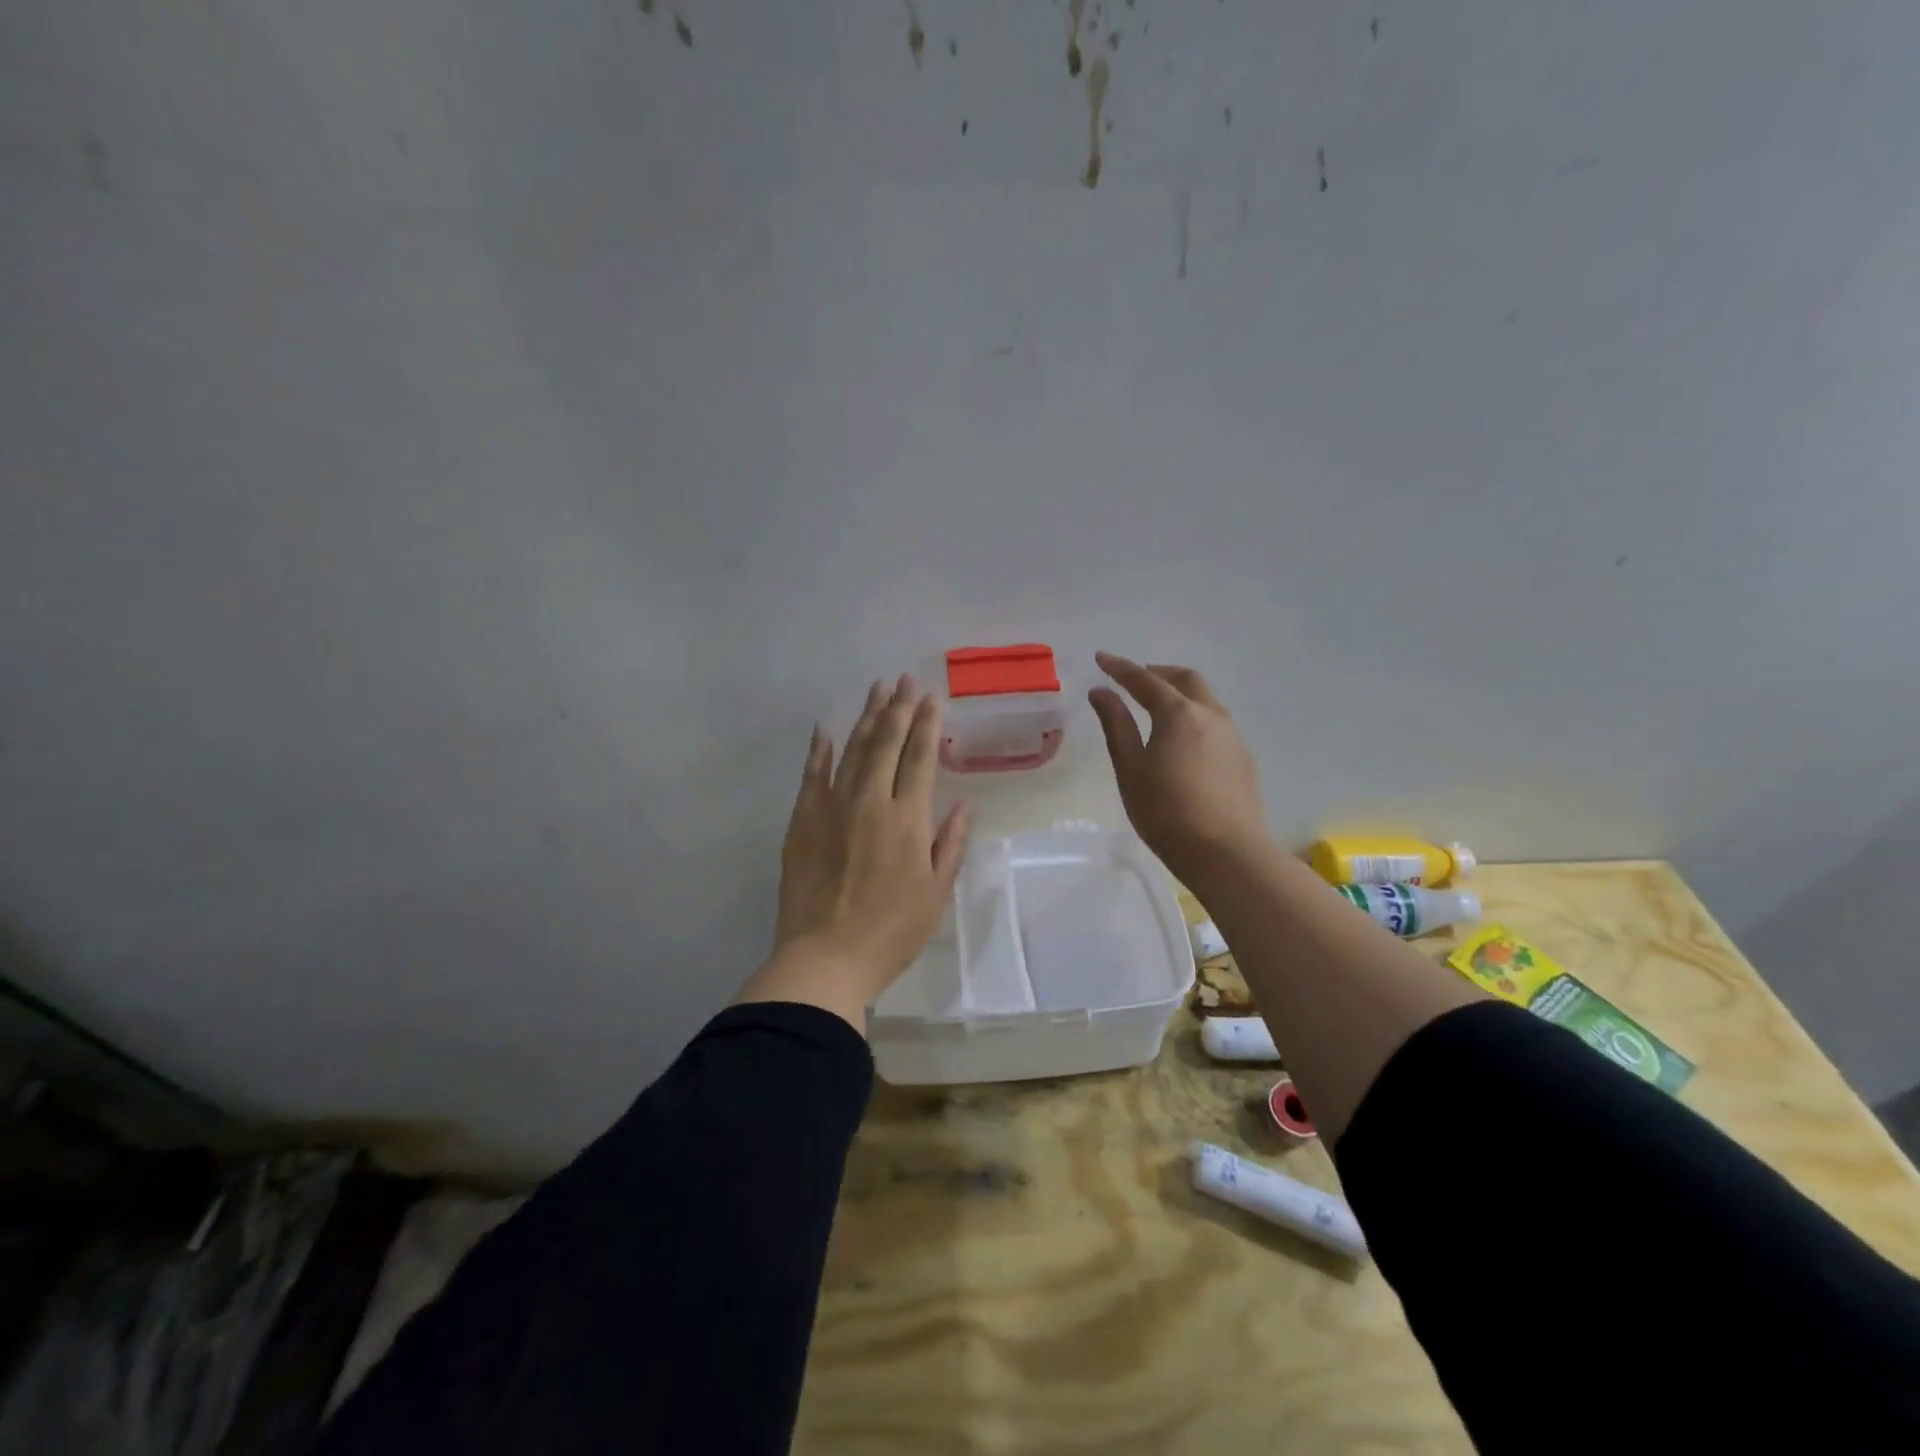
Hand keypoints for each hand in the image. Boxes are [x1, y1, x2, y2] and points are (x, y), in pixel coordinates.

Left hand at [742, 676, 970, 1028]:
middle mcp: (870, 801)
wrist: (824, 958)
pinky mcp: (802, 821)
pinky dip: (819, 750)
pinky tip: (826, 729)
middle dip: (898, 708)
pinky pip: (812, 775)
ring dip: (866, 718)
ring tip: (877, 691)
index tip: (932, 698)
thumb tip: (962, 805)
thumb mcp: (935, 893)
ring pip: (852, 750)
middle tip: (904, 680)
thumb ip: (949, 845)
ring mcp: (831, 807)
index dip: (927, 724)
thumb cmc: (890, 932)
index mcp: (907, 819)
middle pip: (886, 743)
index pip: (920, 757)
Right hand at [1088, 652, 1269, 884]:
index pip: (1145, 680)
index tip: (1101, 658)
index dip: (1120, 668)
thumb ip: (1116, 725)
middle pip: (1185, 679)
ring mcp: (1232, 736)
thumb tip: (1101, 692)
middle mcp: (1210, 714)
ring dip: (1179, 693)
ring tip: (1156, 708)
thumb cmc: (1166, 811)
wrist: (1226, 852)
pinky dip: (1194, 716)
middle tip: (1134, 679)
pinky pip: (1215, 723)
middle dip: (1157, 673)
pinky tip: (1182, 740)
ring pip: (1205, 699)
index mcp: (1178, 713)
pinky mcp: (1243, 758)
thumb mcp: (1131, 768)